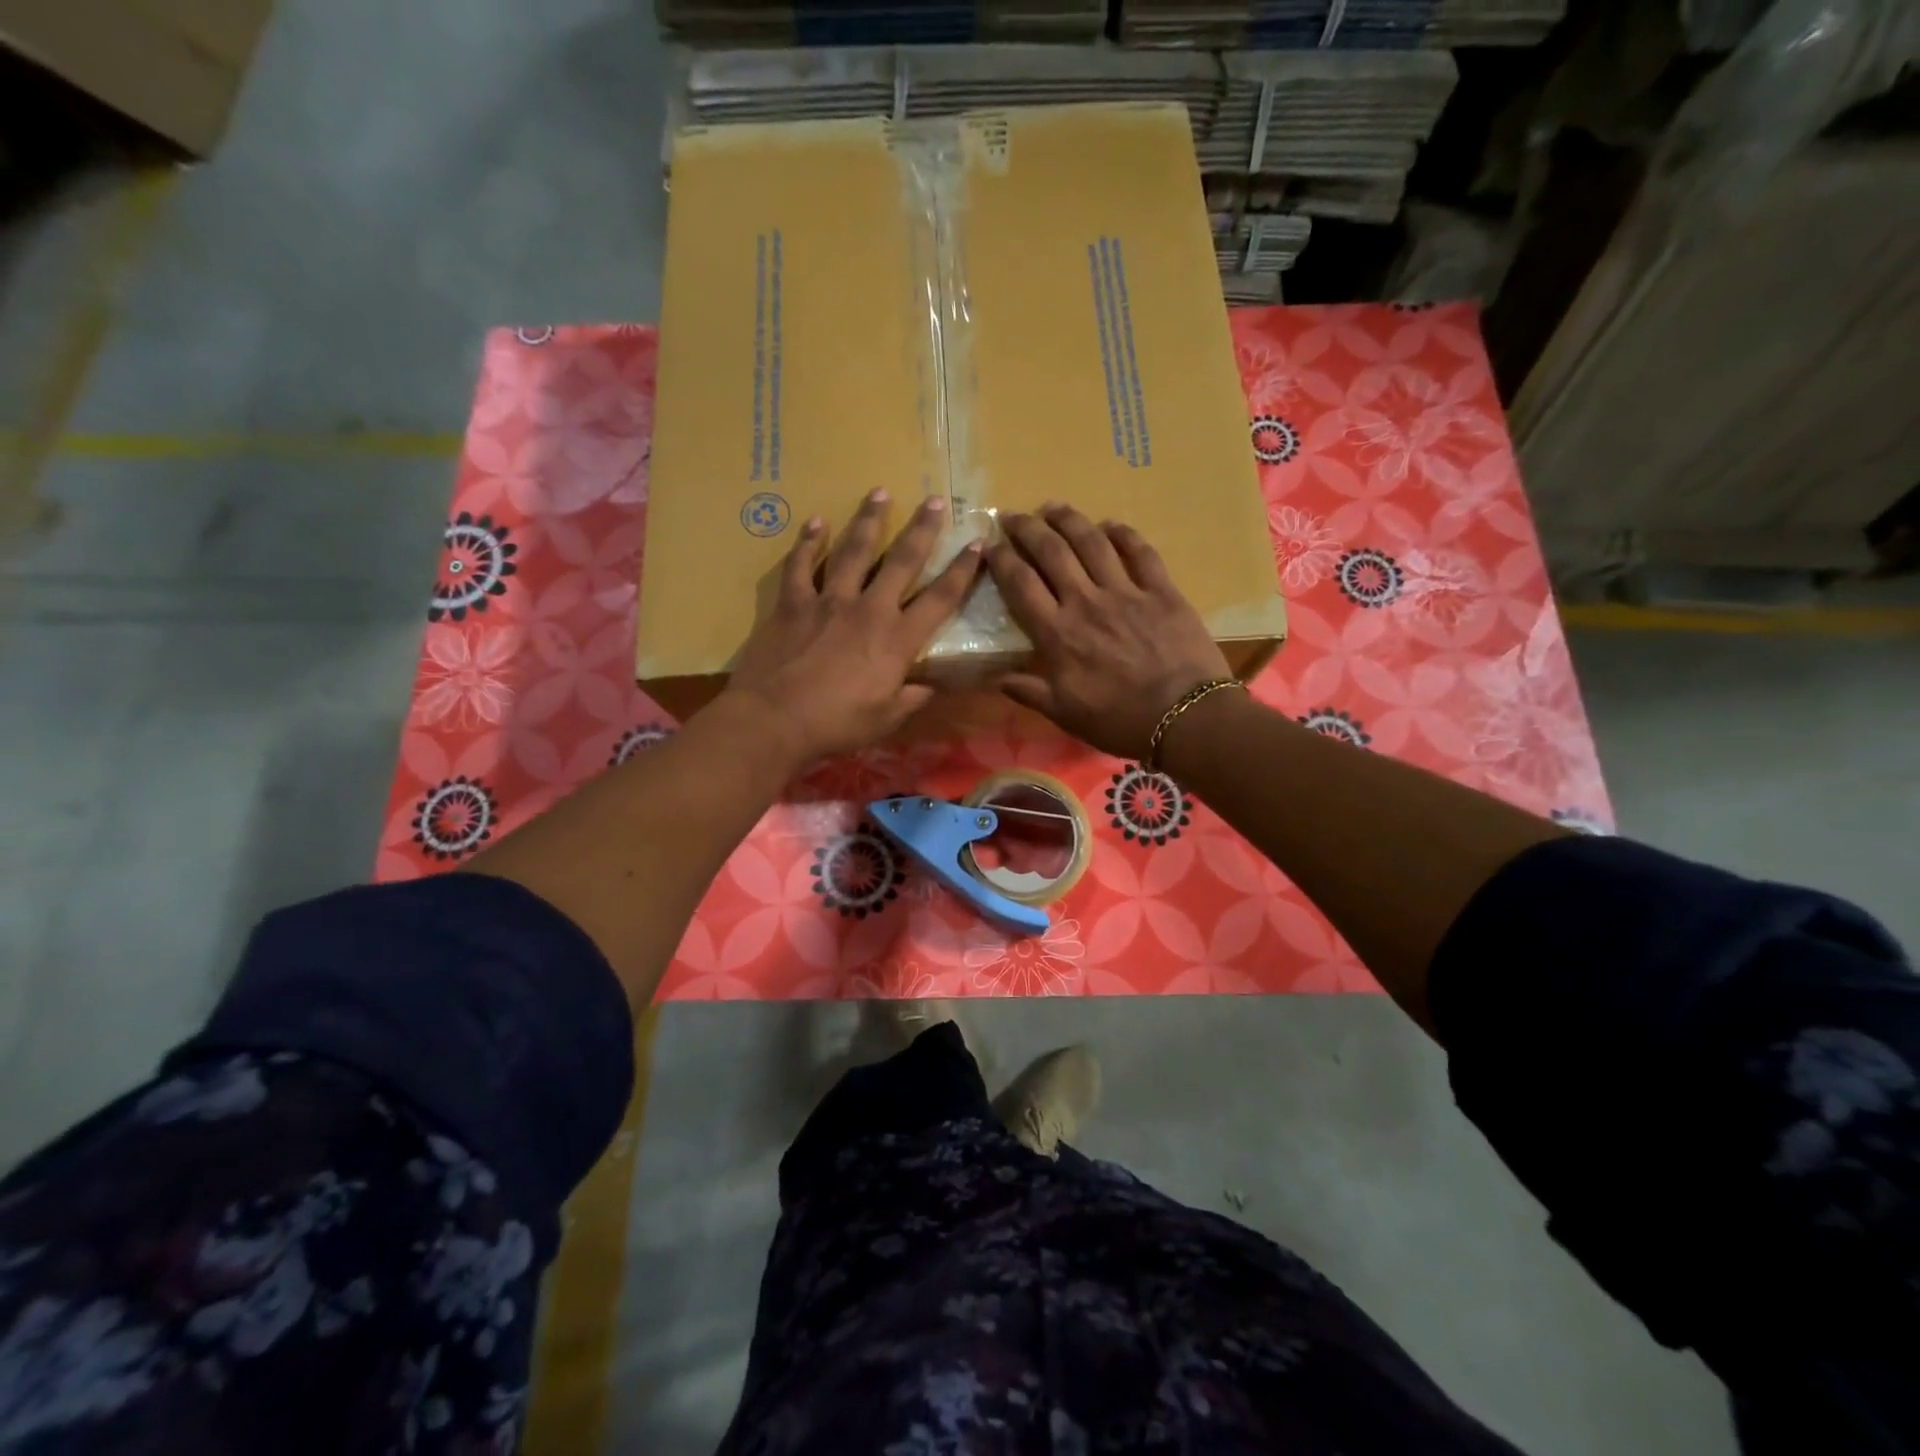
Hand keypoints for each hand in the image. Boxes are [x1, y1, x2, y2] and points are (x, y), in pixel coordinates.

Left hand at [721, 489, 982, 763]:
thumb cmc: (836, 724)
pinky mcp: (792, 603)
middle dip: (922, 529)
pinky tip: (815, 522)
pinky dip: (808, 542)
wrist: (774, 719)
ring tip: (879, 492)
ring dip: (868, 520)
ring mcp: (828, 601)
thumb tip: (930, 686)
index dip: (962, 571)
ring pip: (853, 551)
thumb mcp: (886, 719)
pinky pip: (801, 565)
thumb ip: (911, 697)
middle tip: (934, 500)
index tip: (977, 545)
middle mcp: (868, 609)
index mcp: (897, 639)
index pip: (940, 598)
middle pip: (902, 561)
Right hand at [987, 505, 1230, 760]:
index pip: (1021, 585)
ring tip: (1053, 506)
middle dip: (1029, 529)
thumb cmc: (1119, 720)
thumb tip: (996, 678)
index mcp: (1058, 633)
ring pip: (1092, 543)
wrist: (1184, 717)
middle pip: (1052, 553)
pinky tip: (1111, 525)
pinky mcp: (1162, 591)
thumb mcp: (1065, 714)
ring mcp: (1126, 592)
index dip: (1002, 560)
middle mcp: (1086, 602)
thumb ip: (1029, 691)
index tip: (991, 545)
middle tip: (1014, 515)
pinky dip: (1124, 534)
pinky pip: (1140, 552)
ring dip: (1069, 520)